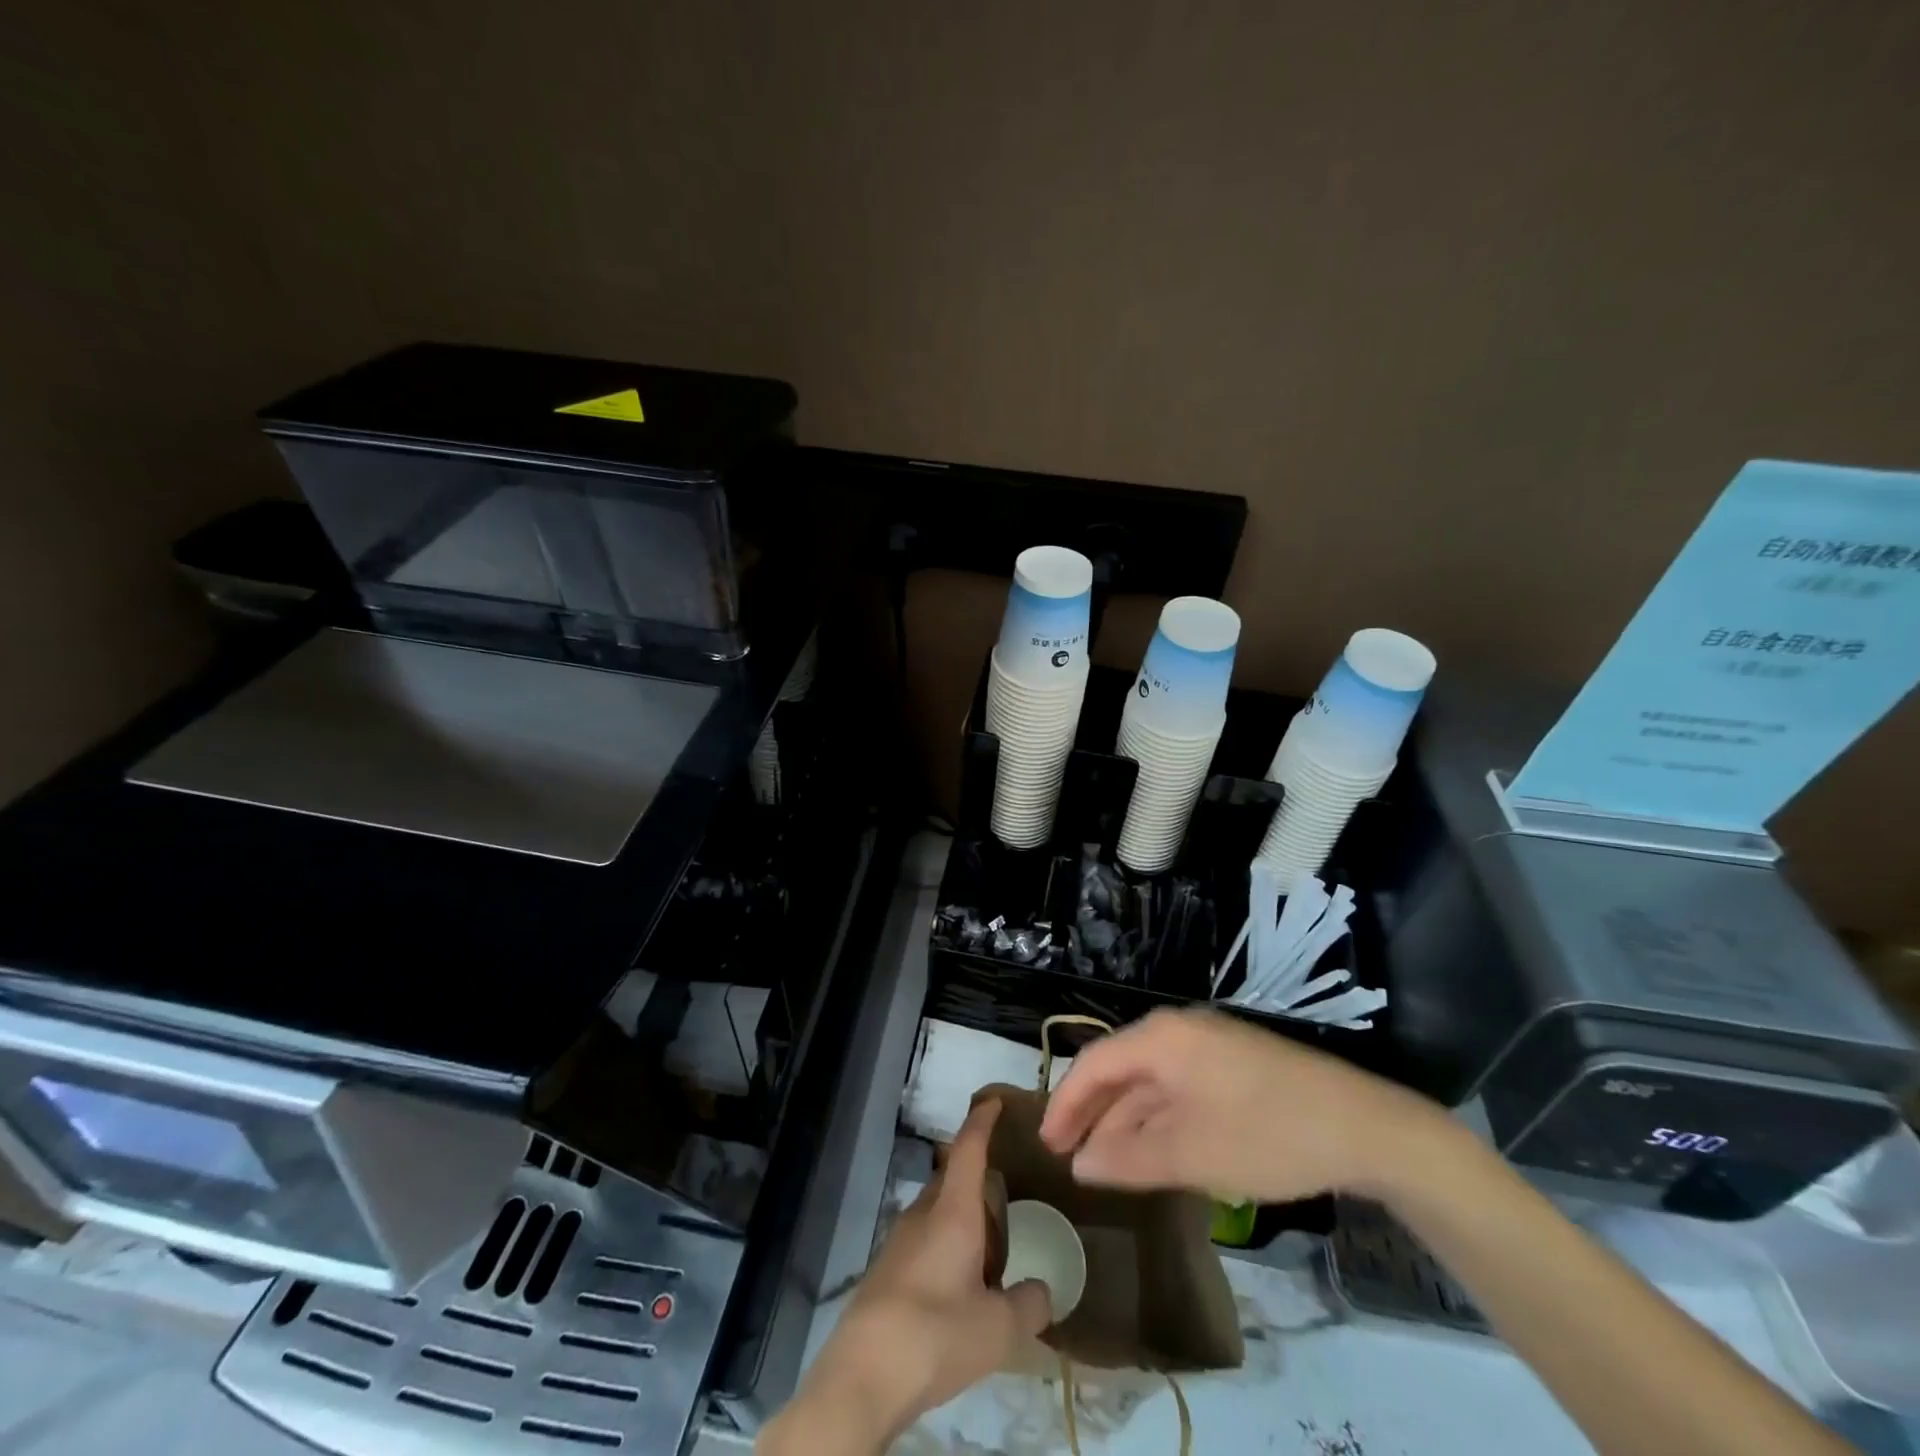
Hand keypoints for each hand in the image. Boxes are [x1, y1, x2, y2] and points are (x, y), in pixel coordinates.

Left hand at [760, 1099, 1051, 1454]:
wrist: (863, 1374)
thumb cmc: (936, 1334)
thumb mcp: (999, 1328)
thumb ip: (1030, 1305)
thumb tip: (1044, 1292)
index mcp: (953, 1211)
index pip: (968, 1149)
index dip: (982, 1122)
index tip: (994, 1101)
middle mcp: (923, 1214)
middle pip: (951, 1177)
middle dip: (976, 1176)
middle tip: (1007, 1192)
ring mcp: (899, 1240)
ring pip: (936, 1210)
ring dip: (961, 1216)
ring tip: (989, 1246)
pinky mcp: (886, 1270)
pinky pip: (923, 1239)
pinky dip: (945, 1245)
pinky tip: (959, 1284)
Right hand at [1039, 1008, 1443, 1202]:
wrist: (1366, 1127)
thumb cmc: (1267, 1133)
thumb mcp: (1191, 1154)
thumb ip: (1128, 1158)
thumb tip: (1080, 1165)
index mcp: (1162, 1038)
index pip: (1095, 1064)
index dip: (1066, 1104)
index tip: (1047, 1145)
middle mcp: (1180, 1031)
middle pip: (1120, 1069)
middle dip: (1093, 1113)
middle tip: (1069, 1156)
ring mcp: (1210, 1046)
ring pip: (1151, 1081)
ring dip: (1126, 1120)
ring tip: (1106, 1164)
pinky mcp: (1234, 1066)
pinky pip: (1179, 1088)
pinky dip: (1159, 1119)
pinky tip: (1155, 1150)